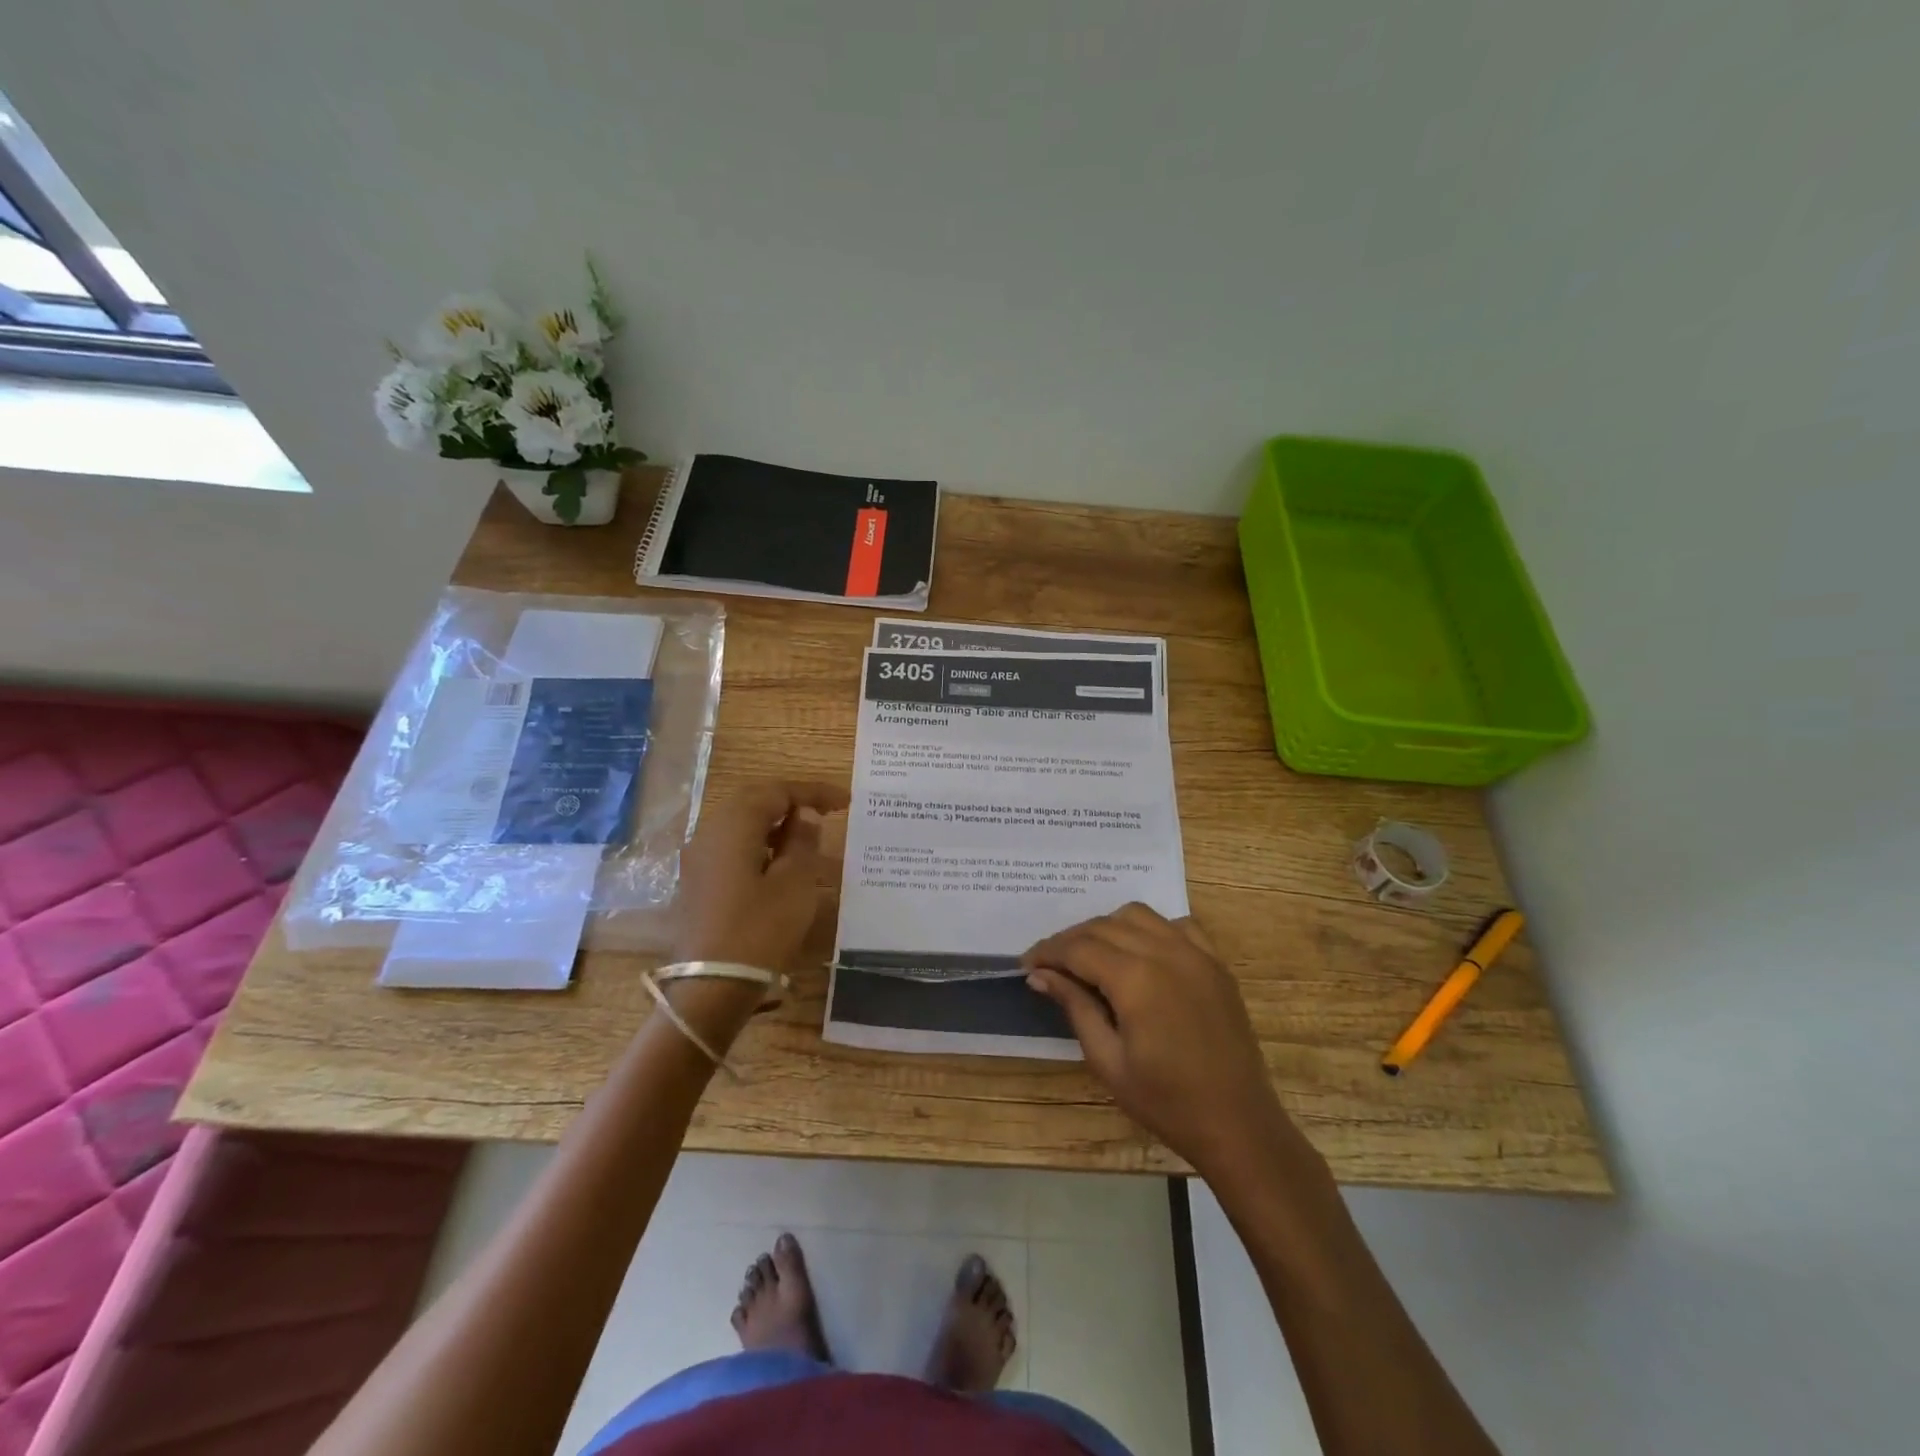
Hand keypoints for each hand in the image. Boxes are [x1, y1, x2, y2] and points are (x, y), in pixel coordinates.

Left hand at [673, 779, 848, 969]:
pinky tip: (781, 866)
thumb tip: (804, 816)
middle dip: (792, 803)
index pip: (777, 792)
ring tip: (808, 839)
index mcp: (733, 825)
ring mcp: (699, 859)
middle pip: (754, 803)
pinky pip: (733, 849)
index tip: (846, 802)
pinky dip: (761, 847)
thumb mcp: (794, 883)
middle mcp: (710, 833)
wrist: (710, 988)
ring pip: (742, 826)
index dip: (813, 792)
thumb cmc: (759, 930)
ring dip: (776, 826)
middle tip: (826, 812)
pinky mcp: (698, 884)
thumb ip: (802, 841)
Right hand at [1023, 903, 1295, 1175]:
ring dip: (1107, 928)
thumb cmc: (1166, 1102)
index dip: (1047, 952)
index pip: (1078, 947)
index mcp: (1135, 978)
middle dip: (1071, 940)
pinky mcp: (1215, 962)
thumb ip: (1075, 1007)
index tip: (1027, 965)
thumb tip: (1040, 975)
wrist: (1238, 1123)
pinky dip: (1150, 929)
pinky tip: (1140, 953)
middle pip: (1103, 926)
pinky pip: (1176, 925)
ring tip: (1091, 956)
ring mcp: (1195, 953)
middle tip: (1050, 965)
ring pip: (1137, 915)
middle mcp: (1165, 952)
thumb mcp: (1107, 1060)